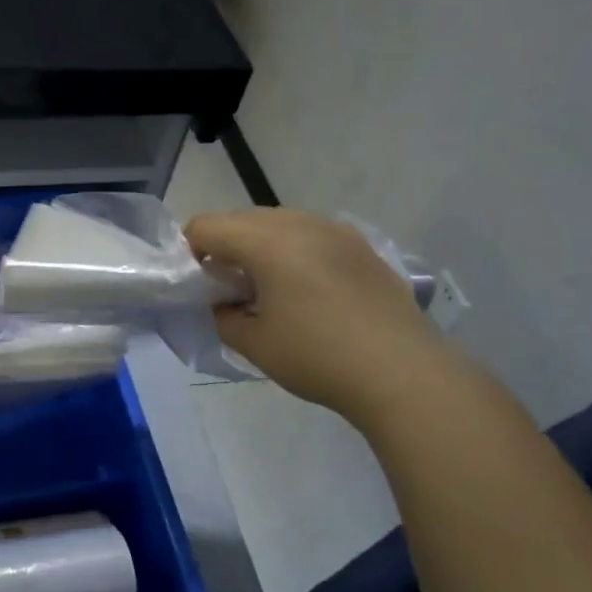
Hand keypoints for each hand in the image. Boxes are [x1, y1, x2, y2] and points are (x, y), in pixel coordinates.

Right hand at [184, 209, 447, 425]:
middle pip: (242, 218)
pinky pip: (310, 234)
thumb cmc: (318, 357)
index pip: (207, 226)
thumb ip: (222, 315)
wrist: (403, 372)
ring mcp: (336, 231)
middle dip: (223, 246)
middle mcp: (301, 223)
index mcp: (267, 241)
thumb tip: (220, 303)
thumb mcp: (254, 343)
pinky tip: (302, 289)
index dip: (188, 250)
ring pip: (278, 222)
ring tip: (263, 288)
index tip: (192, 283)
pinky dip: (291, 250)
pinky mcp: (361, 247)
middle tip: (223, 288)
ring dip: (258, 245)